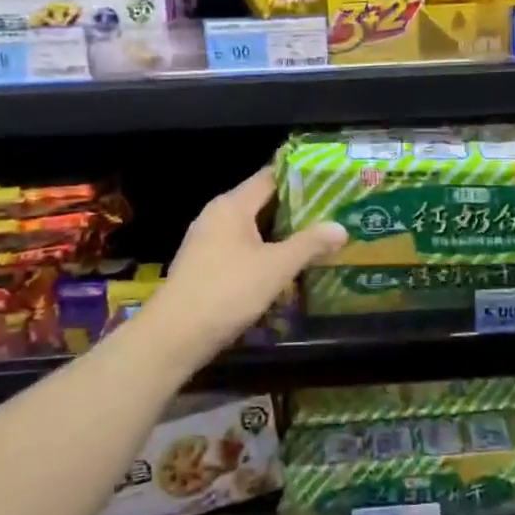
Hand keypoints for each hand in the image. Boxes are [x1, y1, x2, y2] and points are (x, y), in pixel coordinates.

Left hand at [154, 169, 346, 350]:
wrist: (174, 336)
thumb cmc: (227, 291)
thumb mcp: (276, 267)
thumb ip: (309, 244)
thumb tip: (340, 227)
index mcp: (231, 205)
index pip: (270, 178)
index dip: (299, 179)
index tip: (328, 184)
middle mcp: (216, 216)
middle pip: (261, 203)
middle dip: (294, 211)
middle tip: (329, 215)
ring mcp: (205, 241)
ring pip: (250, 229)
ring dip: (278, 235)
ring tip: (312, 242)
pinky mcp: (202, 266)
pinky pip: (239, 249)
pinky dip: (261, 254)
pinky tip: (281, 269)